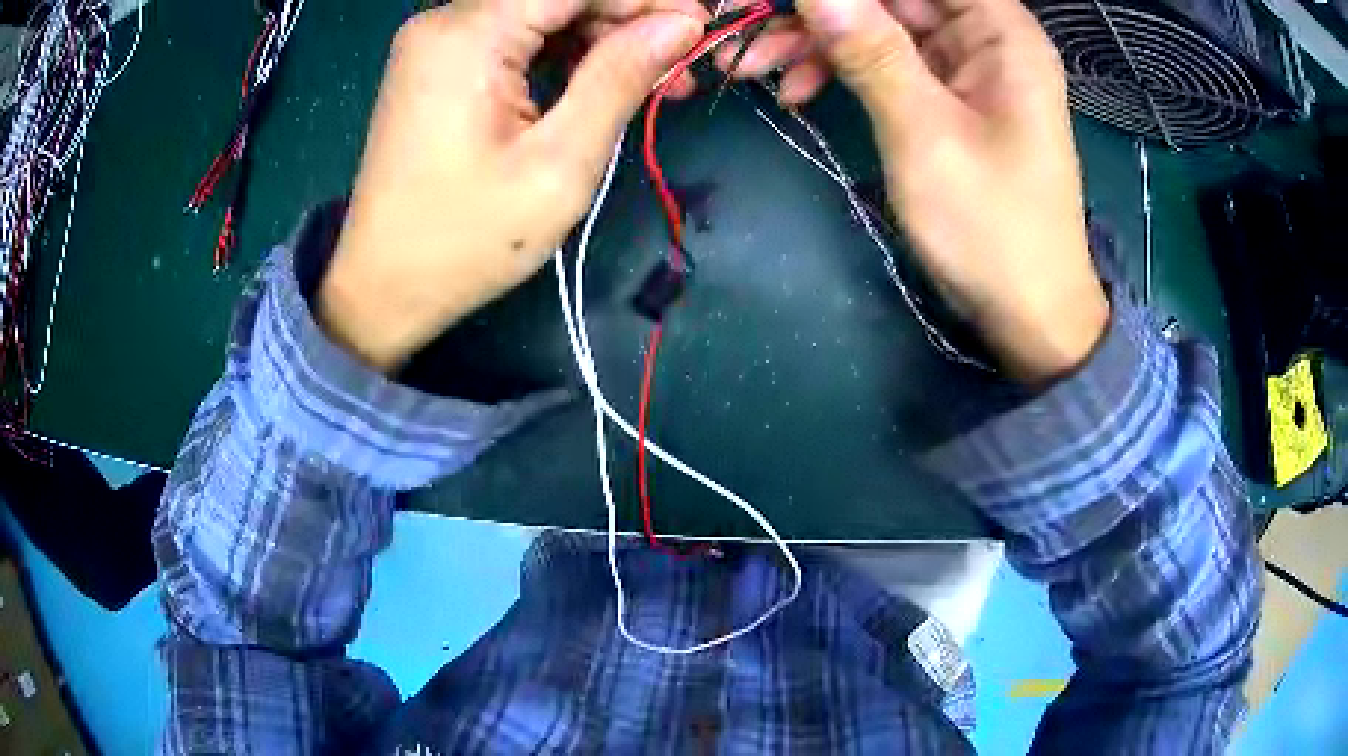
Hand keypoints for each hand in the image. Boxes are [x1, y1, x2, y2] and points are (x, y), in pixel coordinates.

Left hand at [320, 0, 705, 371]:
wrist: (381, 287)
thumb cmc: (466, 238)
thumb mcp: (559, 163)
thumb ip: (619, 79)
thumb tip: (679, 26)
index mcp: (470, 34)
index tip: (700, 29)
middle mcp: (446, 21)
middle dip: (628, 19)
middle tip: (684, 65)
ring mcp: (438, 42)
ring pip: (541, 13)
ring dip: (601, 37)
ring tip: (657, 81)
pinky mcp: (438, 65)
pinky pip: (515, 37)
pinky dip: (563, 53)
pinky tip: (601, 82)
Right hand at [722, 0, 1107, 383]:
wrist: (1029, 315)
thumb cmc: (993, 230)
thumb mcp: (925, 134)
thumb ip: (870, 51)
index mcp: (1000, 31)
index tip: (789, 0)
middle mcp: (985, 37)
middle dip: (821, 10)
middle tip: (750, 28)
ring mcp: (965, 68)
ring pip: (880, 26)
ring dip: (818, 40)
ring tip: (756, 64)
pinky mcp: (948, 99)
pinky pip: (886, 64)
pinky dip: (842, 71)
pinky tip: (798, 92)